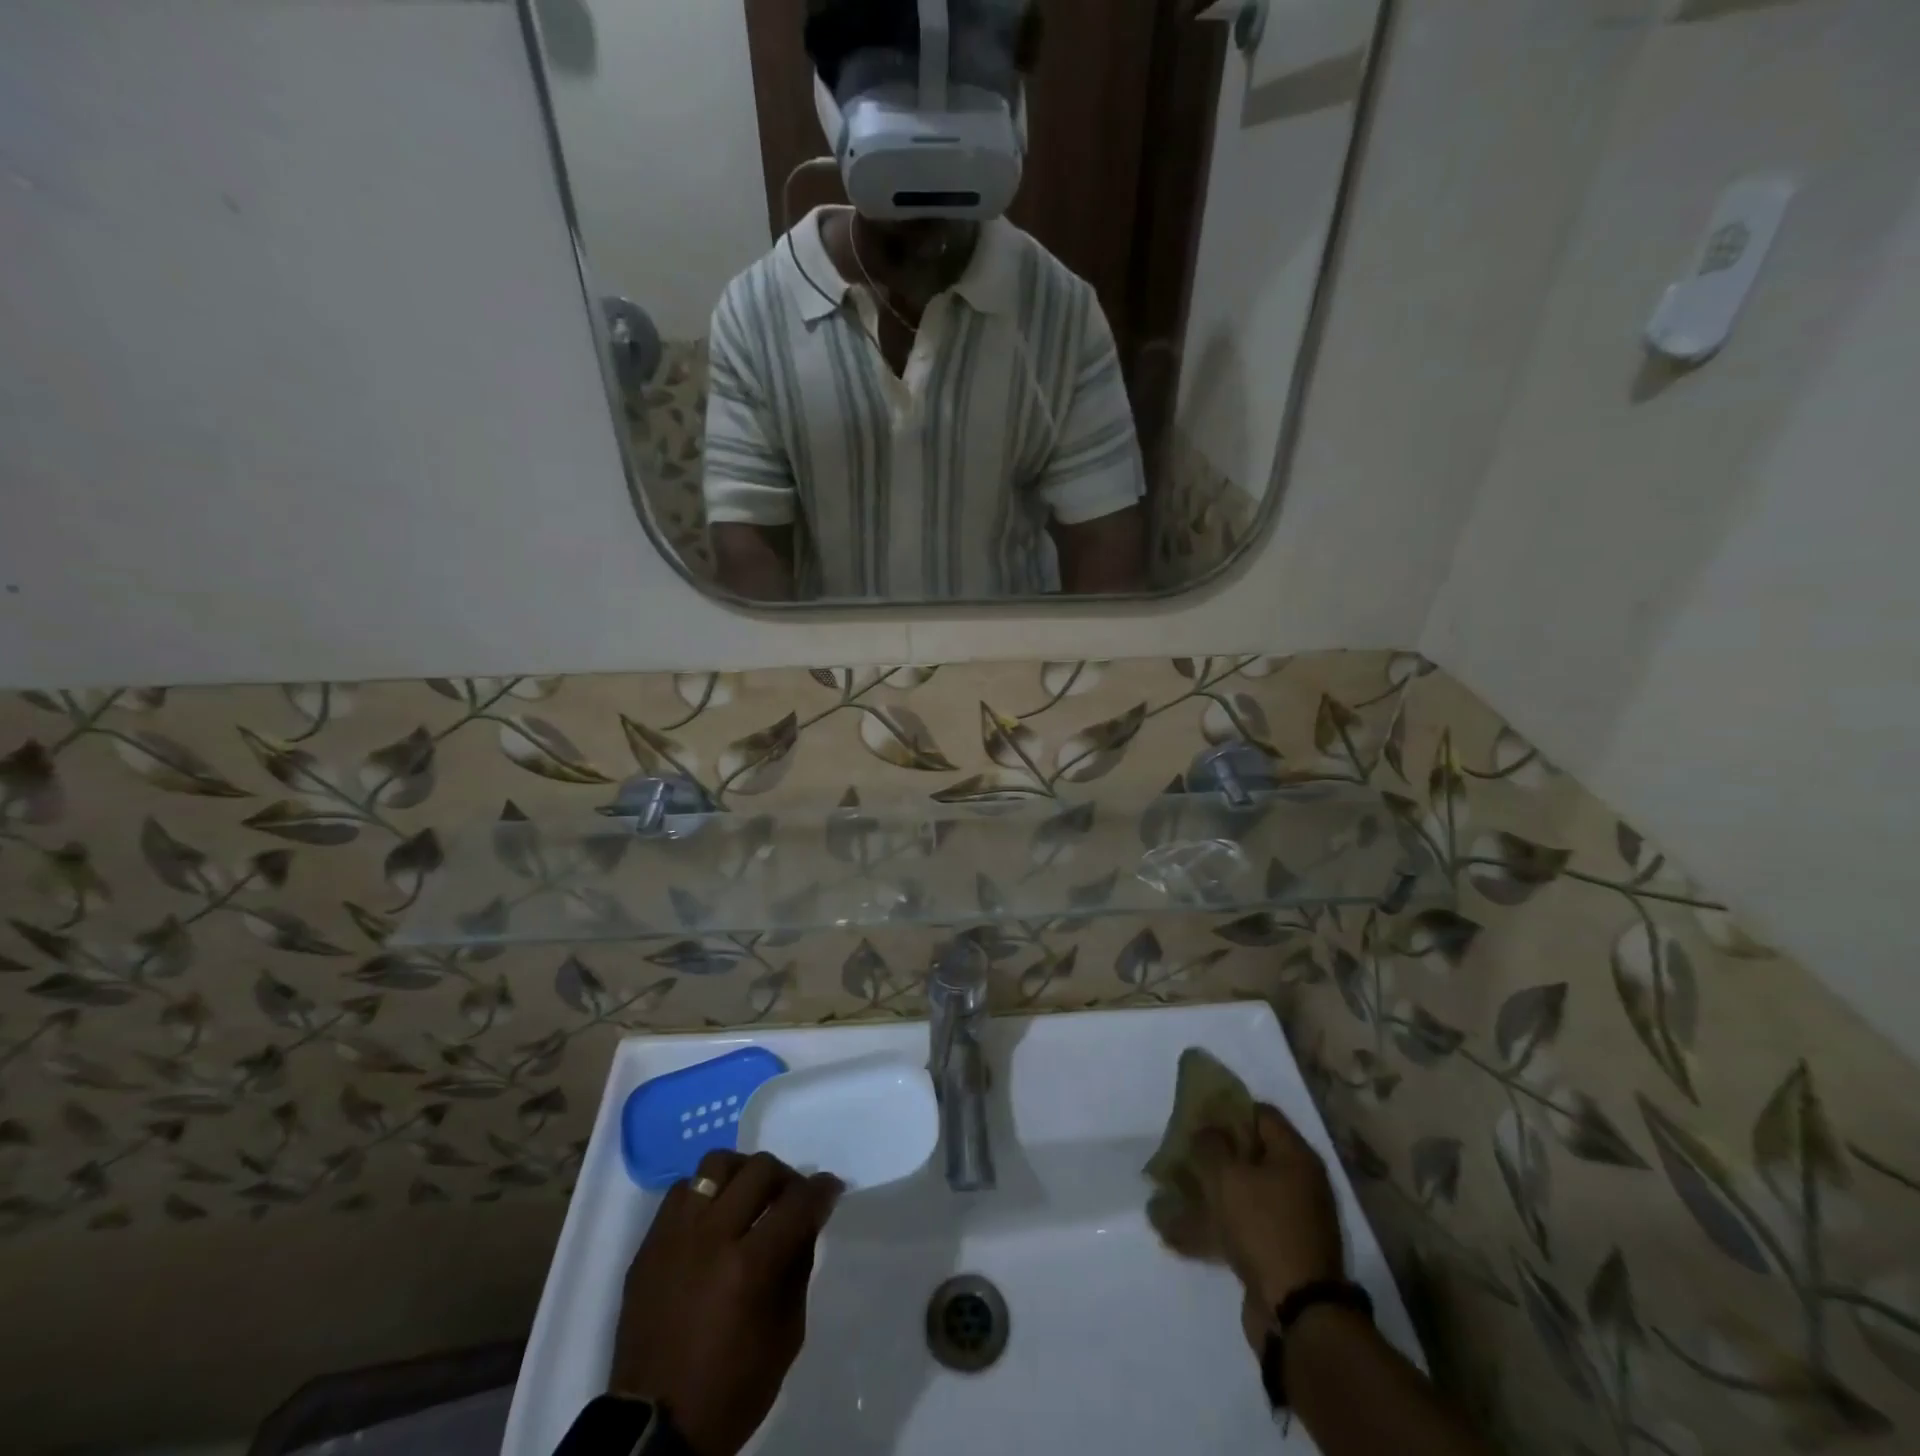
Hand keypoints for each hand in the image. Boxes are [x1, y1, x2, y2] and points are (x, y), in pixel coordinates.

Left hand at [611, 1150, 842, 1455]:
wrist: (654, 1430)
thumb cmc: (731, 1389)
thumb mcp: (786, 1335)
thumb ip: (798, 1266)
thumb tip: (807, 1219)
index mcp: (749, 1267)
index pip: (797, 1201)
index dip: (822, 1188)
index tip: (831, 1188)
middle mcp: (711, 1238)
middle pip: (759, 1169)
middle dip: (786, 1177)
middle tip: (791, 1197)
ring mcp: (674, 1236)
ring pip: (716, 1164)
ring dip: (742, 1174)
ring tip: (749, 1197)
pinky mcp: (649, 1244)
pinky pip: (682, 1190)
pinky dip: (705, 1194)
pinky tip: (713, 1218)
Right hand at [1192, 1104, 1343, 1322]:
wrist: (1297, 1314)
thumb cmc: (1263, 1228)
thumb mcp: (1227, 1177)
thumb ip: (1210, 1145)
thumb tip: (1206, 1130)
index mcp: (1296, 1157)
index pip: (1261, 1114)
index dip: (1228, 1109)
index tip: (1198, 1116)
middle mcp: (1301, 1183)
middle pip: (1253, 1153)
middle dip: (1218, 1152)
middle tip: (1186, 1153)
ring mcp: (1294, 1220)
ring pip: (1247, 1191)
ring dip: (1215, 1190)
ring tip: (1178, 1190)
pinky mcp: (1282, 1252)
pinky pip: (1246, 1225)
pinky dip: (1220, 1223)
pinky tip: (1185, 1231)